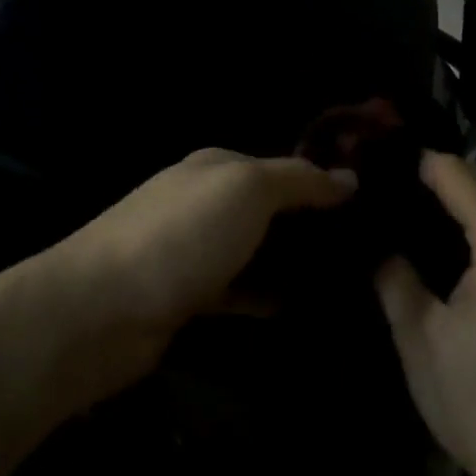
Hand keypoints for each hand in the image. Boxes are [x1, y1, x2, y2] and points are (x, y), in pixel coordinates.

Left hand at [48, 148, 354, 393]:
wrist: (103, 309)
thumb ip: (297, 179)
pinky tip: (302, 307)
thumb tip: (348, 177)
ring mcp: (192, 250)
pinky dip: (267, 295)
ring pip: (255, 250)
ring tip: (348, 280)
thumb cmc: (181, 236)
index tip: (372, 205)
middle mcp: (202, 201)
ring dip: (292, 262)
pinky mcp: (187, 295)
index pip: (281, 165)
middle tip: (369, 249)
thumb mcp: (246, 190)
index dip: (323, 181)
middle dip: (312, 225)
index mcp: (215, 166)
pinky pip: (239, 290)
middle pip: (268, 209)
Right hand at [375, 153, 475, 475]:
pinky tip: (436, 245)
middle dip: (435, 179)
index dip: (417, 164)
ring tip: (400, 210)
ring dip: (454, 203)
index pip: (459, 177)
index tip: (372, 165)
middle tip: (379, 187)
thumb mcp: (420, 337)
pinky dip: (473, 228)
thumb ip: (395, 277)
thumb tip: (379, 244)